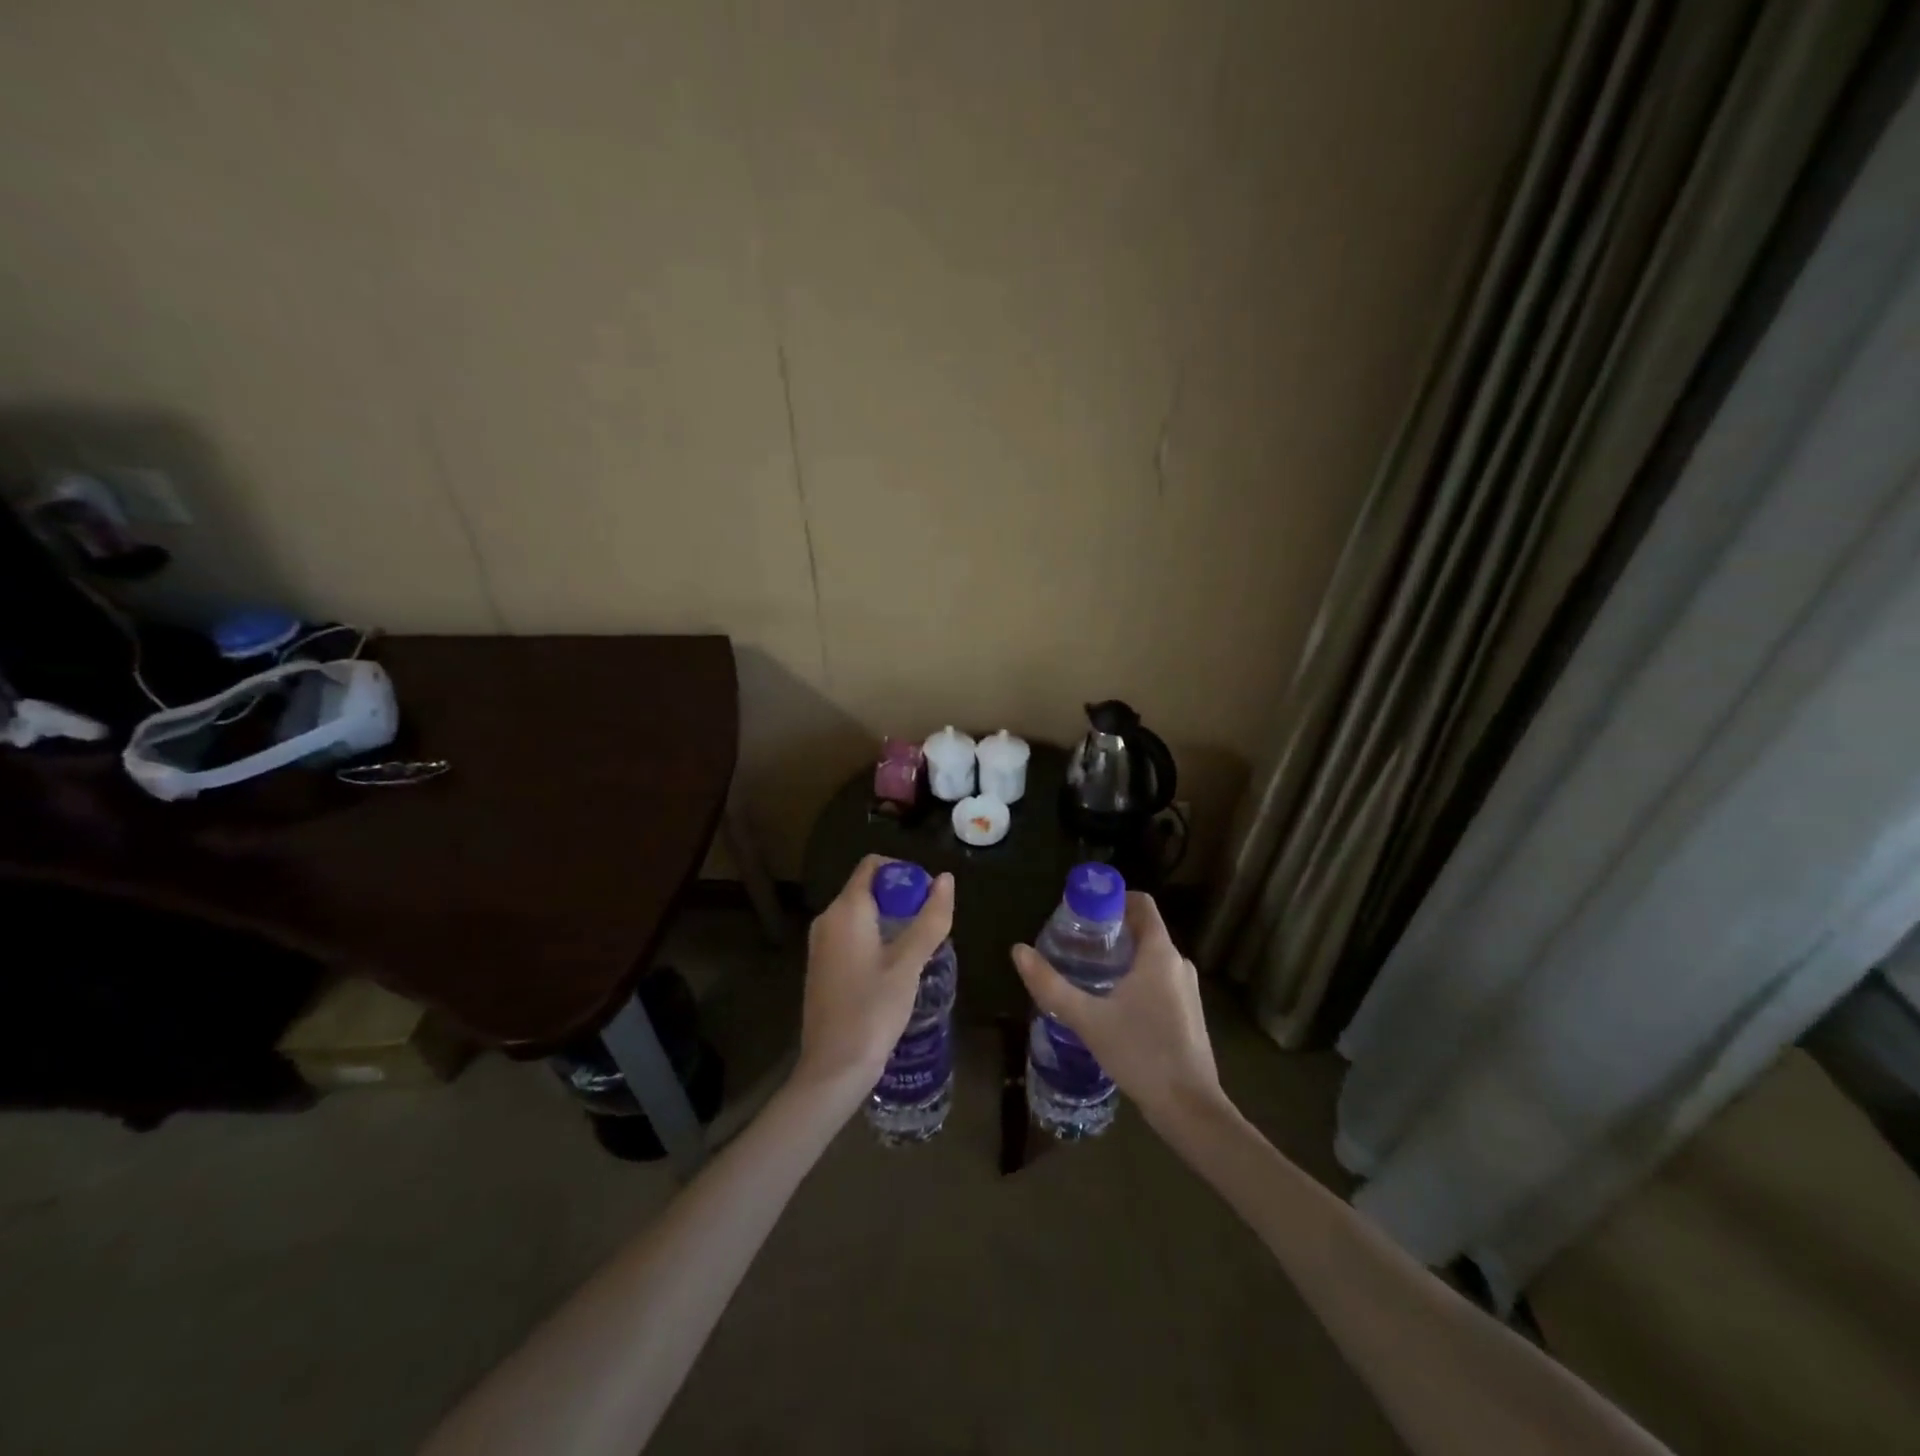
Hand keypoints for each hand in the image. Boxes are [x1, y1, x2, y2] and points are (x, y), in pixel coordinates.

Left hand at [795, 855, 954, 1101]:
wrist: (833, 1067)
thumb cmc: (873, 1010)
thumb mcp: (909, 962)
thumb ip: (930, 918)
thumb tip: (946, 879)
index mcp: (845, 910)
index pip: (873, 865)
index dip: (904, 872)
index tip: (929, 895)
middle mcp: (827, 919)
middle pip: (868, 887)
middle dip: (901, 897)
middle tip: (931, 923)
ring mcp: (821, 944)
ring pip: (861, 913)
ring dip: (891, 918)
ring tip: (920, 945)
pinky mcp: (822, 966)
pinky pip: (852, 934)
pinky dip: (876, 936)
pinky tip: (896, 965)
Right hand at [1011, 891, 1223, 1126]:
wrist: (1189, 1108)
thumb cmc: (1140, 1053)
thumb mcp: (1087, 1019)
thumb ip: (1050, 985)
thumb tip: (1018, 951)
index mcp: (1160, 953)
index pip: (1141, 903)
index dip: (1112, 898)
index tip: (1082, 911)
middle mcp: (1178, 963)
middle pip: (1143, 930)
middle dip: (1110, 931)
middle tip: (1075, 945)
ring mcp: (1187, 989)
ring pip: (1150, 957)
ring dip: (1122, 957)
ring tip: (1088, 973)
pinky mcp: (1188, 1012)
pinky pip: (1159, 979)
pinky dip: (1136, 979)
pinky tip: (1112, 1004)